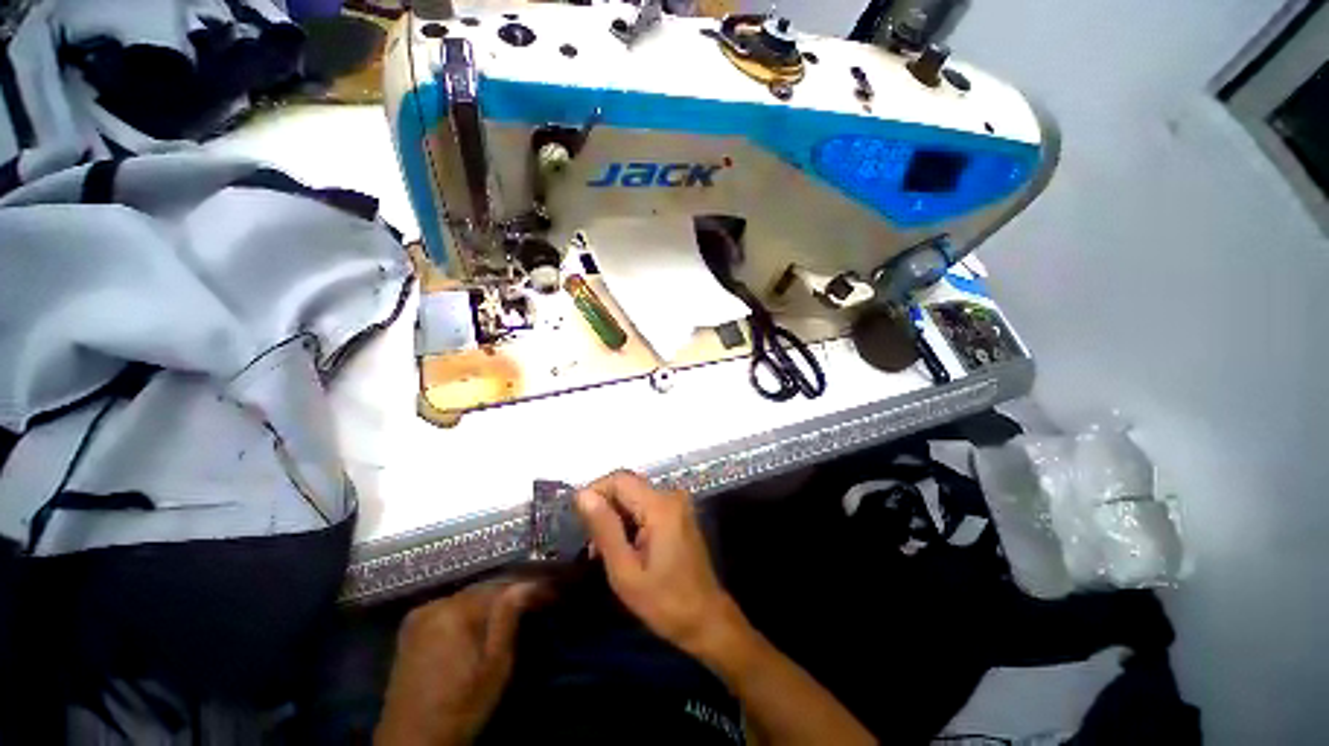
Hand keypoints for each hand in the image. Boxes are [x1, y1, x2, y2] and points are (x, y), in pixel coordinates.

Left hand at [375, 580, 546, 745]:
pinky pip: (451, 606)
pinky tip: (485, 616)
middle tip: (537, 597)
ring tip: (517, 605)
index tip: (551, 592)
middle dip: (512, 590)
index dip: (531, 587)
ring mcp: (420, 615)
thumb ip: (508, 619)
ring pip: (468, 595)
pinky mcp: (412, 627)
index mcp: (456, 611)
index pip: (503, 586)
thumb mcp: (494, 667)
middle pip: (485, 587)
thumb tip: (527, 584)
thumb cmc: (461, 708)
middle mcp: (436, 604)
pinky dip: (472, 607)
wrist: (411, 743)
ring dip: (493, 598)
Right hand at [575, 470, 743, 659]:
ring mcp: (677, 503)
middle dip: (605, 508)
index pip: (619, 479)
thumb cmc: (664, 602)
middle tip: (592, 544)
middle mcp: (671, 495)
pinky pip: (646, 505)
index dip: (594, 493)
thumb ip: (604, 528)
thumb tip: (582, 495)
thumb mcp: (625, 571)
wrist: (706, 618)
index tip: (580, 522)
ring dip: (616, 516)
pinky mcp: (678, 513)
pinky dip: (630, 520)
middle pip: (627, 485)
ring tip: (604, 551)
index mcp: (660, 505)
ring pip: (634, 495)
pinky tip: (624, 547)